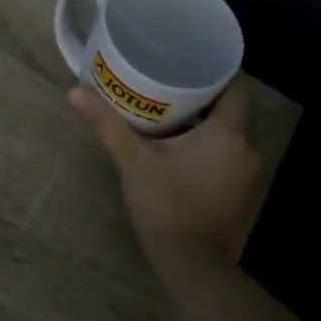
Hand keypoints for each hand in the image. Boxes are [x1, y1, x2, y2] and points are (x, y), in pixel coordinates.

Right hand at [68, 75, 262, 269]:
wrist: (190, 265)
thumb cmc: (166, 205)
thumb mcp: (133, 161)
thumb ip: (107, 125)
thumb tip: (74, 91)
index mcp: (228, 133)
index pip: (236, 84)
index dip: (217, 66)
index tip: (190, 55)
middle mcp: (246, 147)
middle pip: (229, 107)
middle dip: (202, 93)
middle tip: (167, 78)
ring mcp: (245, 172)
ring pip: (226, 132)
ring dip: (202, 121)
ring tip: (168, 108)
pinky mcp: (238, 191)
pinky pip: (225, 153)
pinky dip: (206, 144)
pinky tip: (178, 144)